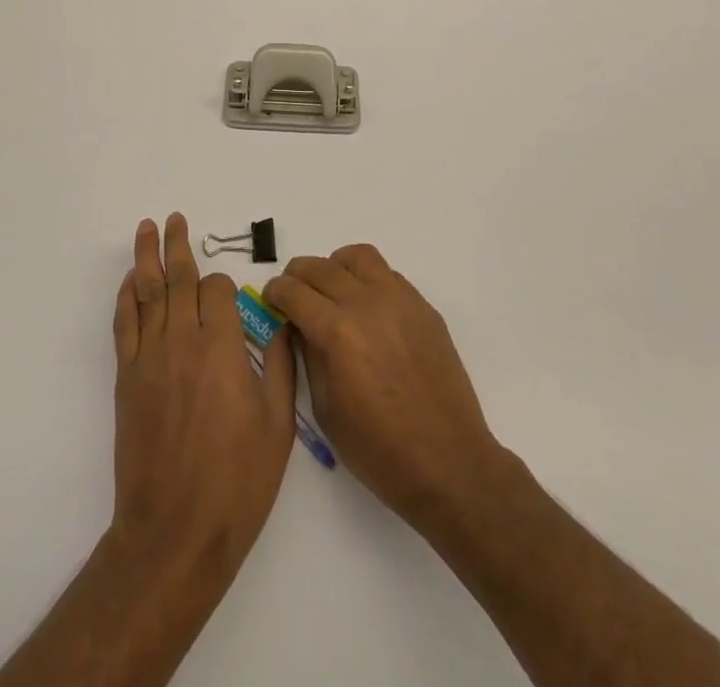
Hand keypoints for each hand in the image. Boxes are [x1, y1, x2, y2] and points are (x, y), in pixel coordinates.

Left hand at [110, 214, 295, 578]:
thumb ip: (279, 366)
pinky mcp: (127, 379)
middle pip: (179, 279)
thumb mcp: (278, 425)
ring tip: (146, 228)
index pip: (217, 291)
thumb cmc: (237, 481)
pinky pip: (124, 325)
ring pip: (148, 293)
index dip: (224, 287)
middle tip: (173, 217)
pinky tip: (129, 281)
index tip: (230, 298)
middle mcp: (183, 341)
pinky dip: (125, 298)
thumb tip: (278, 324)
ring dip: (147, 258)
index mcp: (222, 348)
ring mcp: (150, 358)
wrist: (175, 532)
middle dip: (177, 244)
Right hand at [264, 244, 502, 531]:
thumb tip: (299, 327)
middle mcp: (367, 303)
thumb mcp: (326, 410)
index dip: (275, 292)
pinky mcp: (423, 307)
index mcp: (337, 332)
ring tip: (331, 292)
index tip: (271, 299)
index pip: (294, 291)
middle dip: (298, 276)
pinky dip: (367, 280)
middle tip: (294, 295)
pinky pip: (388, 275)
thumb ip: (308, 357)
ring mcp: (399, 300)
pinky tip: (366, 309)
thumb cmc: (379, 450)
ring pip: (358, 257)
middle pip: (320, 267)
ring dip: (335, 267)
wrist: (448, 463)